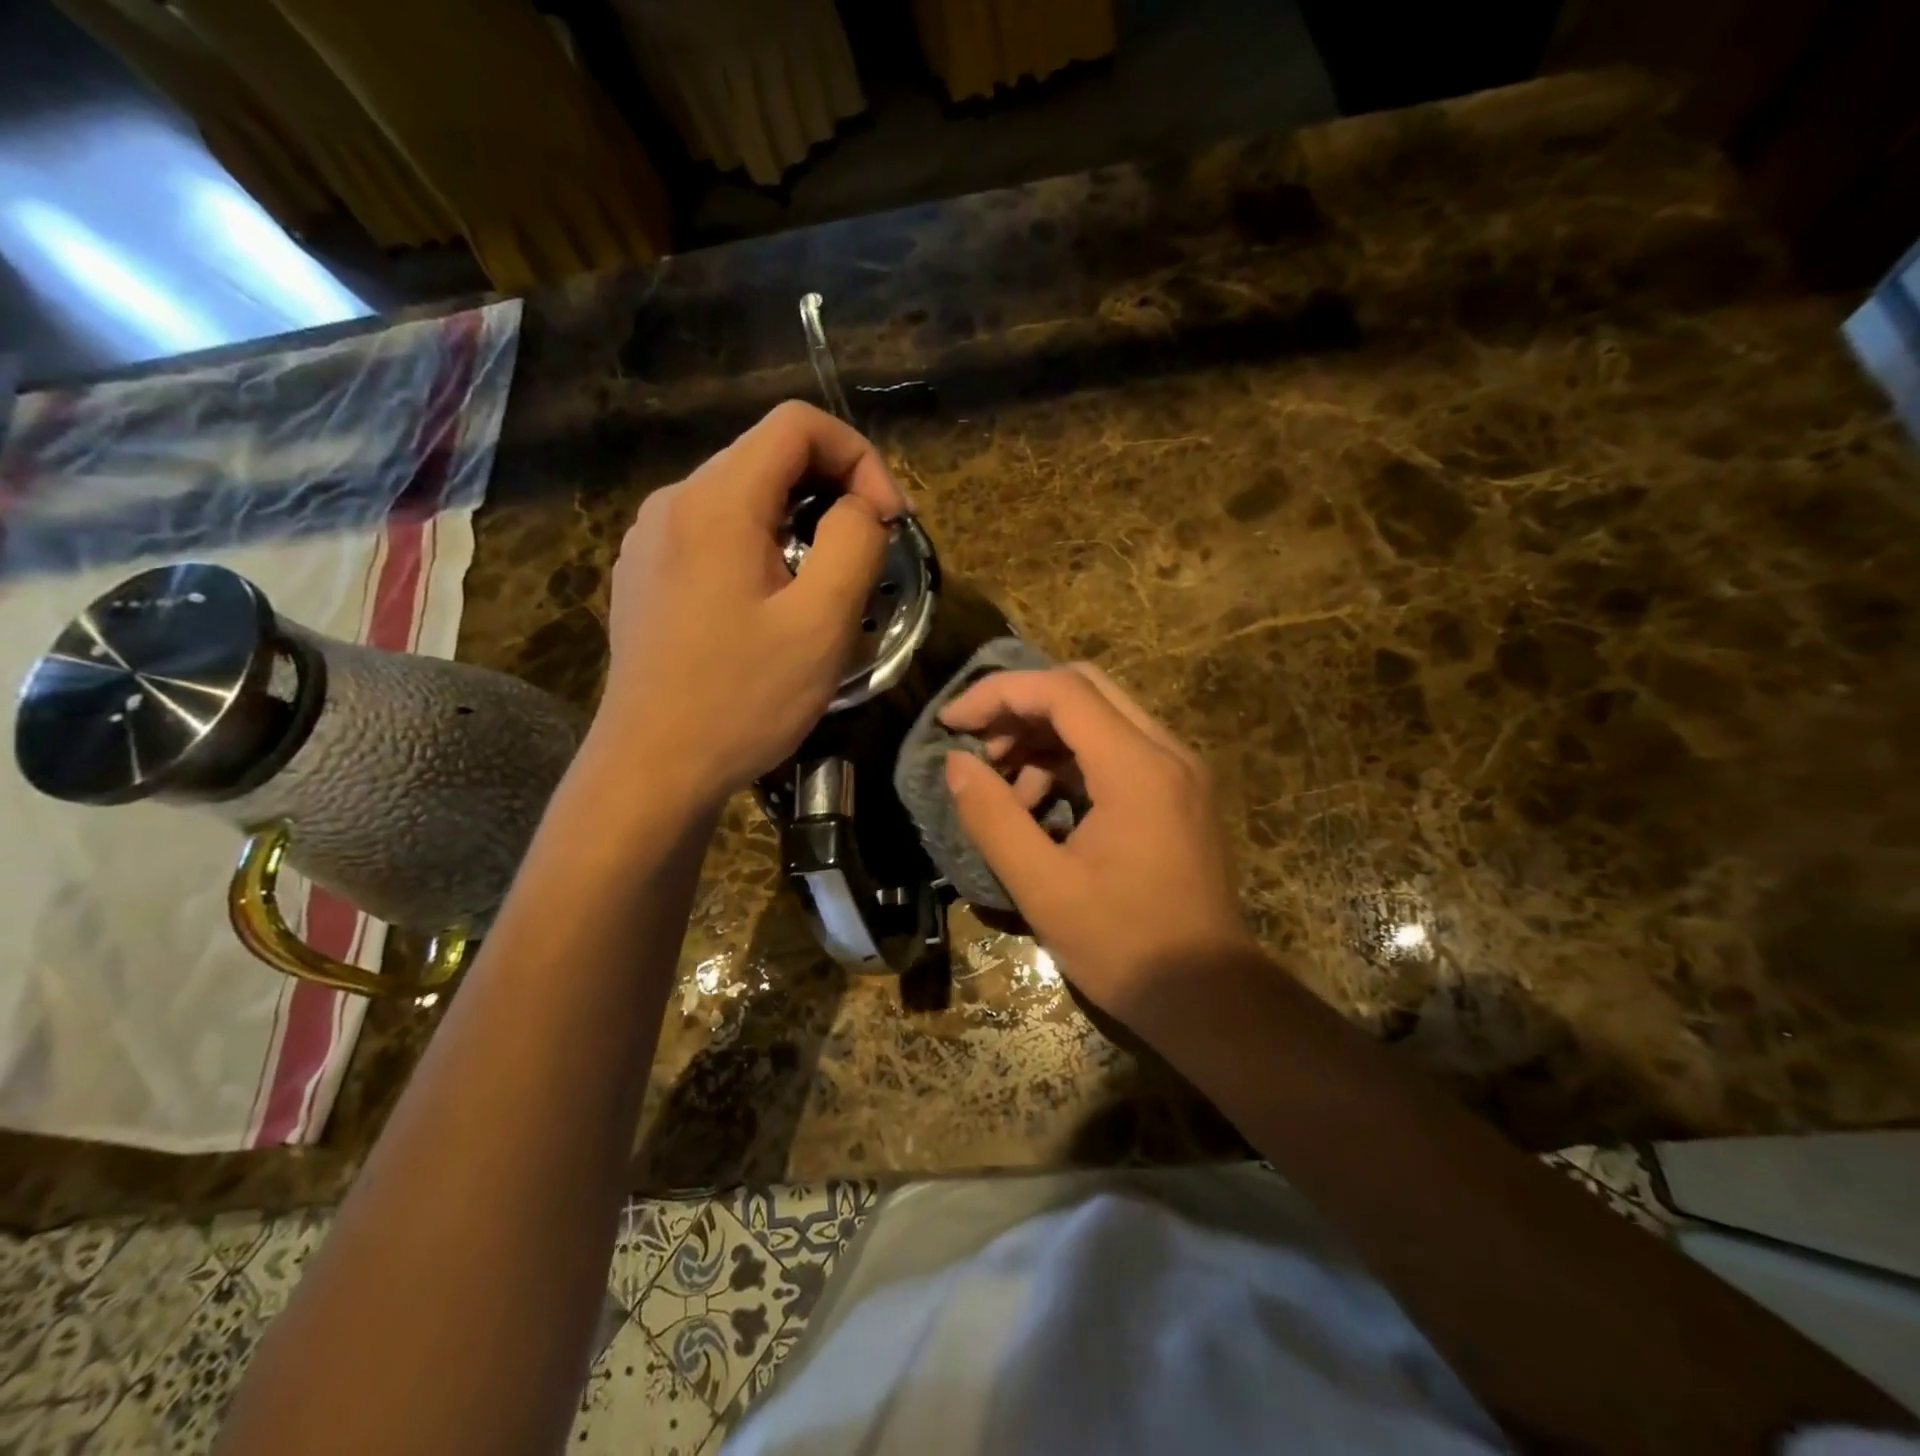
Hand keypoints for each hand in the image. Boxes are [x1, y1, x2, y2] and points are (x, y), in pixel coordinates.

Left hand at [596, 401, 907, 804]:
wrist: (652, 768)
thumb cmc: (742, 700)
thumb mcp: (821, 624)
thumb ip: (854, 543)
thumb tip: (860, 507)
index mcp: (716, 501)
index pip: (797, 425)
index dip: (859, 457)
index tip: (887, 521)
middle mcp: (673, 501)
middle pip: (768, 456)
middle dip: (833, 490)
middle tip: (869, 554)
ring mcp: (650, 538)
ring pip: (742, 497)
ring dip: (799, 523)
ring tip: (825, 585)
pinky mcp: (645, 574)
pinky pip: (714, 534)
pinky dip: (760, 547)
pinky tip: (771, 605)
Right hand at [939, 664, 1254, 1024]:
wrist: (1209, 996)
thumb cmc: (1123, 945)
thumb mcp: (1042, 887)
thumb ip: (993, 818)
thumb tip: (957, 764)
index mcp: (1137, 768)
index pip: (1062, 691)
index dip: (998, 694)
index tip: (952, 722)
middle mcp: (1166, 752)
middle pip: (1084, 688)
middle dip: (1021, 708)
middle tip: (978, 746)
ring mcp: (1179, 770)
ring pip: (1102, 716)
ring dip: (1045, 736)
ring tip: (1004, 787)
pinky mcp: (1179, 792)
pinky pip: (1118, 750)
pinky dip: (1072, 761)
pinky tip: (1041, 806)